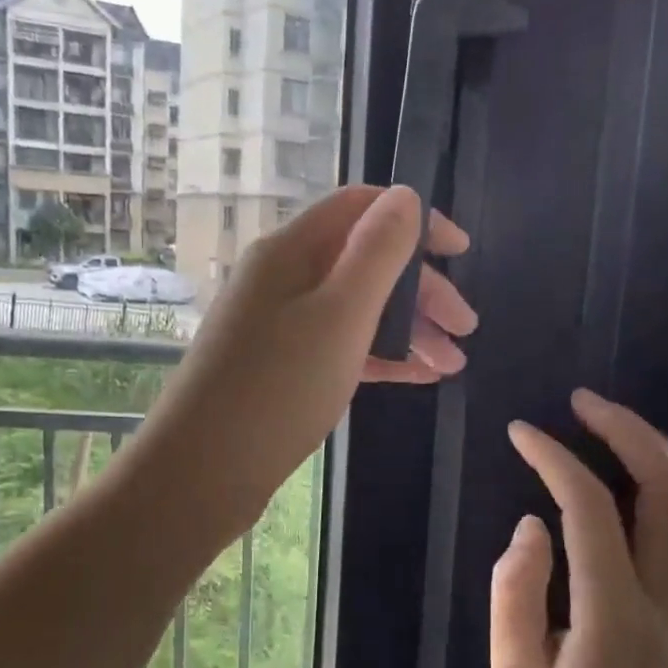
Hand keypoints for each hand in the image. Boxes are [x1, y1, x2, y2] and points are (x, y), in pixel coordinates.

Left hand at [134, 186, 473, 534]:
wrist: (202, 470)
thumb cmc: (279, 388)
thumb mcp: (341, 314)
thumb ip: (377, 251)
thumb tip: (405, 196)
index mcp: (291, 250)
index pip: (361, 207)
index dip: (416, 220)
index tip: (462, 254)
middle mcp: (282, 277)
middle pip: (363, 261)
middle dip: (421, 288)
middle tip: (466, 329)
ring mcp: (278, 323)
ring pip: (355, 308)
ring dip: (407, 328)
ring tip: (451, 365)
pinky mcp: (280, 365)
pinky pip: (339, 344)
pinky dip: (379, 355)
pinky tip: (416, 378)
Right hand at [491, 390, 667, 667]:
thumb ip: (516, 596)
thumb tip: (531, 526)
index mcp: (614, 616)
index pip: (591, 510)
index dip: (555, 458)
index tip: (521, 432)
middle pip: (667, 490)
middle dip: (626, 430)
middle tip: (583, 401)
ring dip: (665, 452)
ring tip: (622, 424)